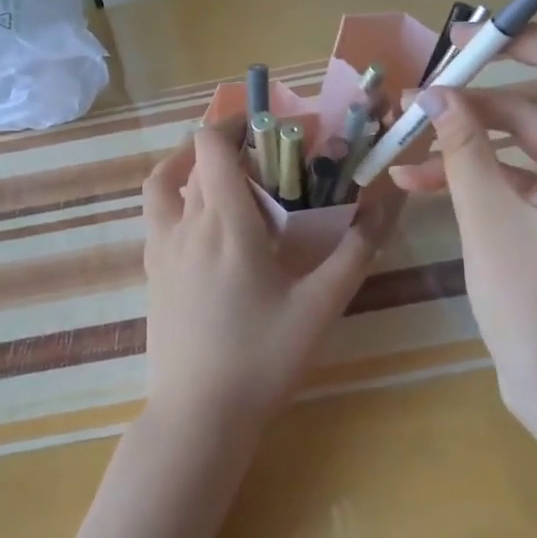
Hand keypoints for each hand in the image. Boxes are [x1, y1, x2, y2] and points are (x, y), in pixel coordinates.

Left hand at [141, 122, 394, 436]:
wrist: (198, 415)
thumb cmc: (262, 358)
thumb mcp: (320, 306)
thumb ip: (355, 252)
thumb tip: (385, 206)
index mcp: (225, 222)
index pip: (212, 144)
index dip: (236, 122)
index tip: (272, 127)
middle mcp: (186, 223)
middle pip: (196, 159)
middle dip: (230, 145)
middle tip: (268, 159)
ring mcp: (160, 247)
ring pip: (166, 182)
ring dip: (192, 164)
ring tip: (226, 174)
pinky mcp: (151, 271)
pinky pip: (156, 214)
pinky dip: (175, 196)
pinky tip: (203, 221)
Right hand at [390, 0, 536, 437]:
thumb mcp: (491, 223)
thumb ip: (462, 150)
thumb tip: (432, 94)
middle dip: (510, 54)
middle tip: (454, 44)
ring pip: (535, 120)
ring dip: (475, 118)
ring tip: (412, 123)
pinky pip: (522, 163)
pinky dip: (477, 160)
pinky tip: (418, 173)